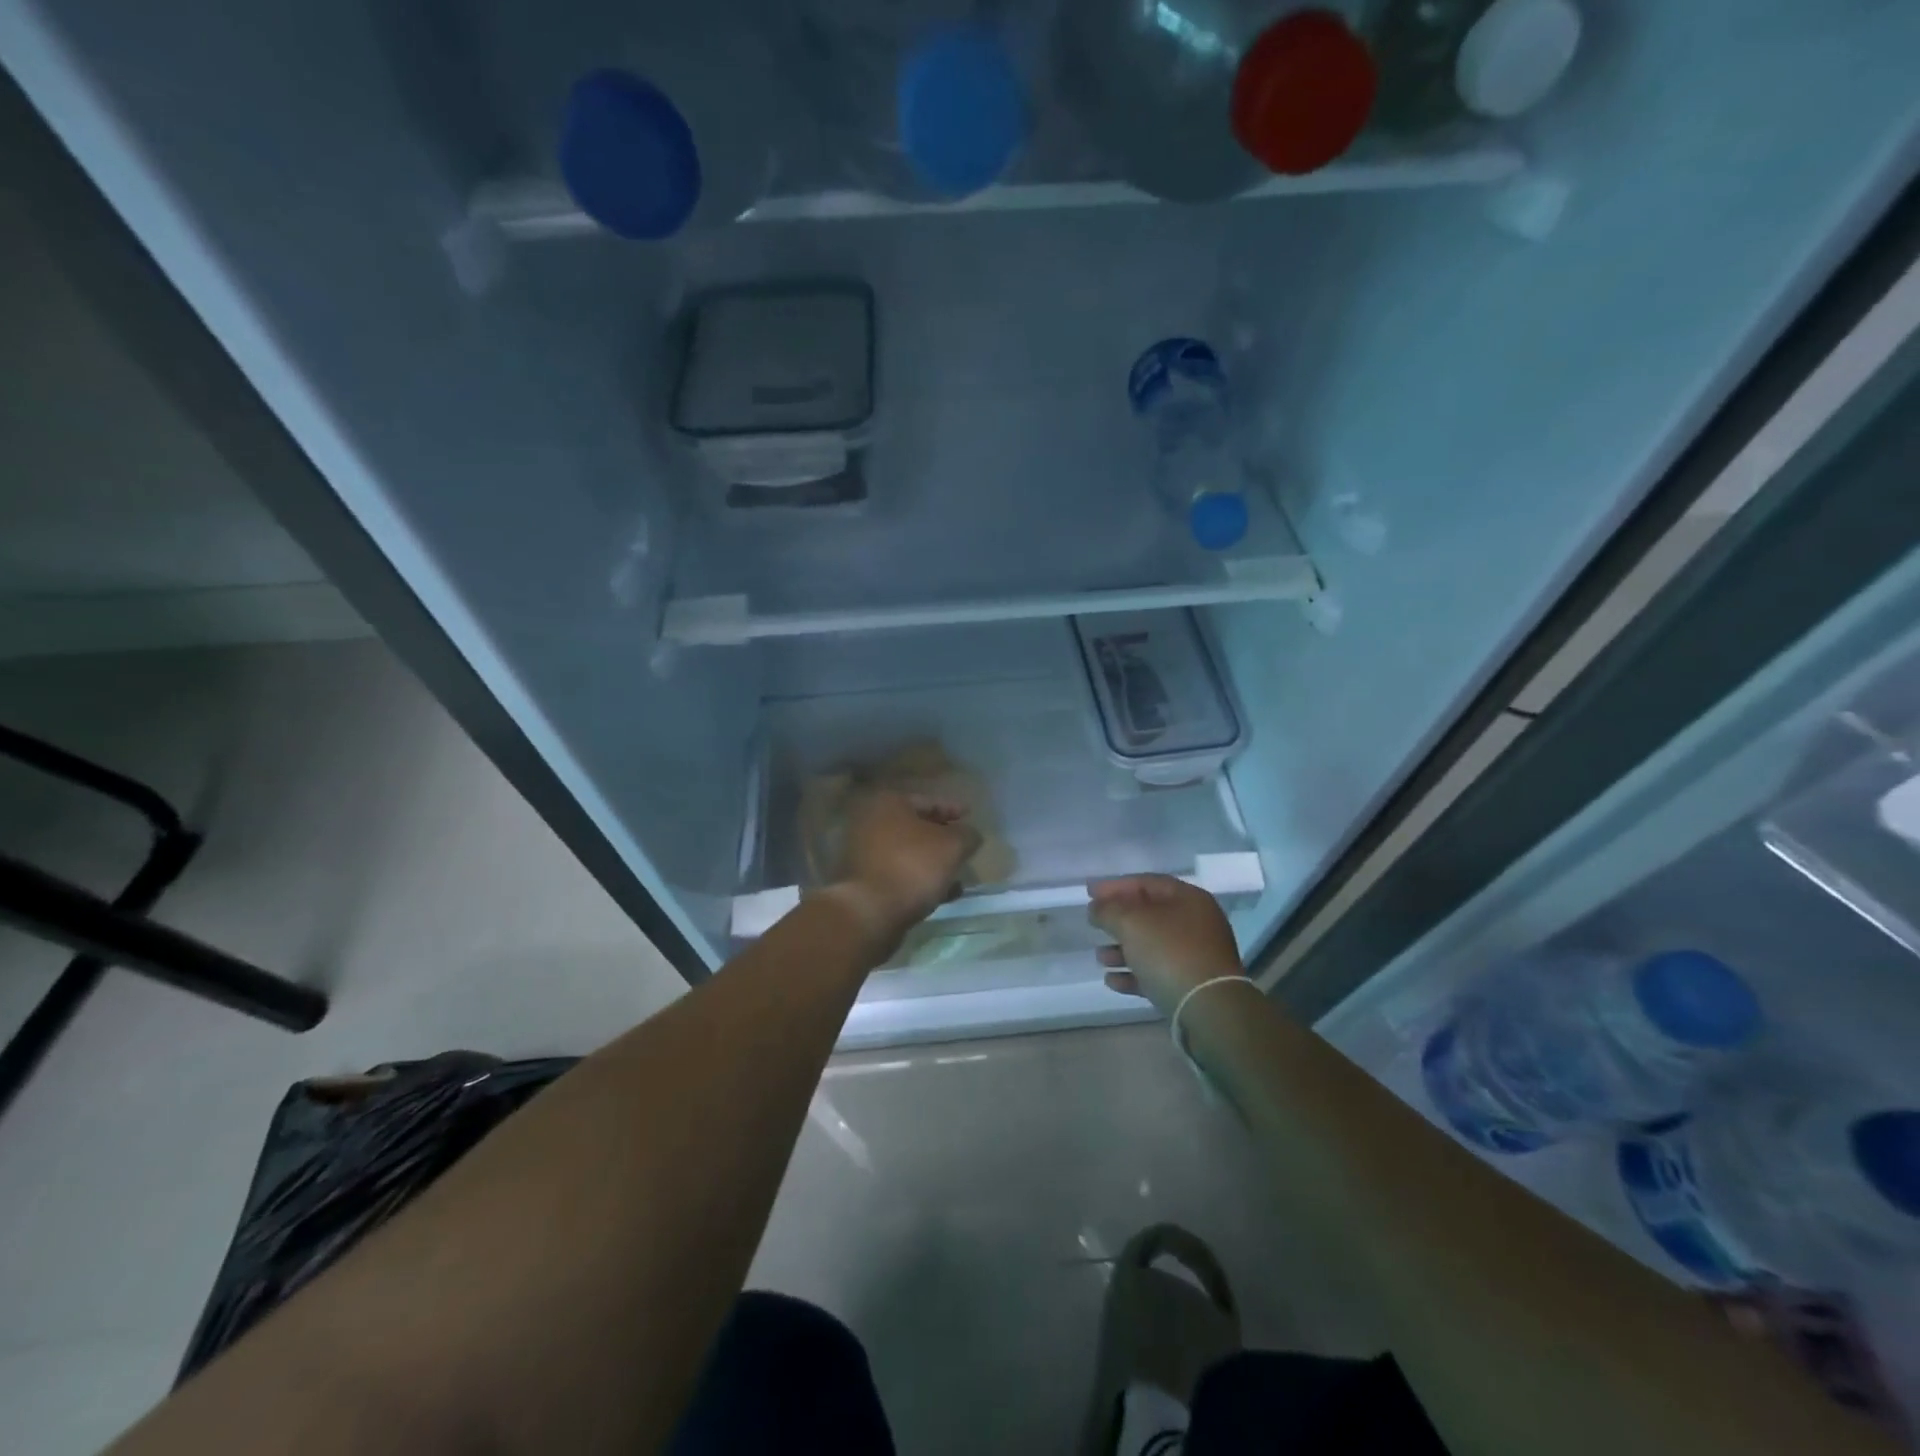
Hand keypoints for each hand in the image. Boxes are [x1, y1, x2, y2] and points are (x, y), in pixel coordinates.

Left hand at [827, 790, 981, 954]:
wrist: (870, 911)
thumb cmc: (913, 866)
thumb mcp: (952, 846)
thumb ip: (967, 835)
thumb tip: (970, 835)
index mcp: (889, 804)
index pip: (928, 800)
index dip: (952, 808)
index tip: (970, 815)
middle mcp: (871, 823)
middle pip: (915, 827)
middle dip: (941, 838)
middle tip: (963, 845)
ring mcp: (864, 854)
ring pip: (908, 853)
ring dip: (932, 862)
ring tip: (958, 874)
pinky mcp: (864, 882)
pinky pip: (899, 875)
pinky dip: (920, 880)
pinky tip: (943, 894)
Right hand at [1088, 875, 1245, 1017]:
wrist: (1208, 1008)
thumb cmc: (1169, 952)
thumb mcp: (1131, 922)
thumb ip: (1108, 910)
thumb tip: (1097, 908)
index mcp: (1188, 899)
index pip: (1147, 882)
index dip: (1115, 885)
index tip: (1089, 892)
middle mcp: (1196, 923)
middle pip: (1150, 914)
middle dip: (1118, 919)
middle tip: (1093, 923)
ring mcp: (1197, 956)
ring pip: (1152, 945)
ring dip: (1122, 949)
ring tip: (1100, 957)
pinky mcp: (1192, 985)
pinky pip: (1157, 972)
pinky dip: (1134, 973)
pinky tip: (1112, 981)